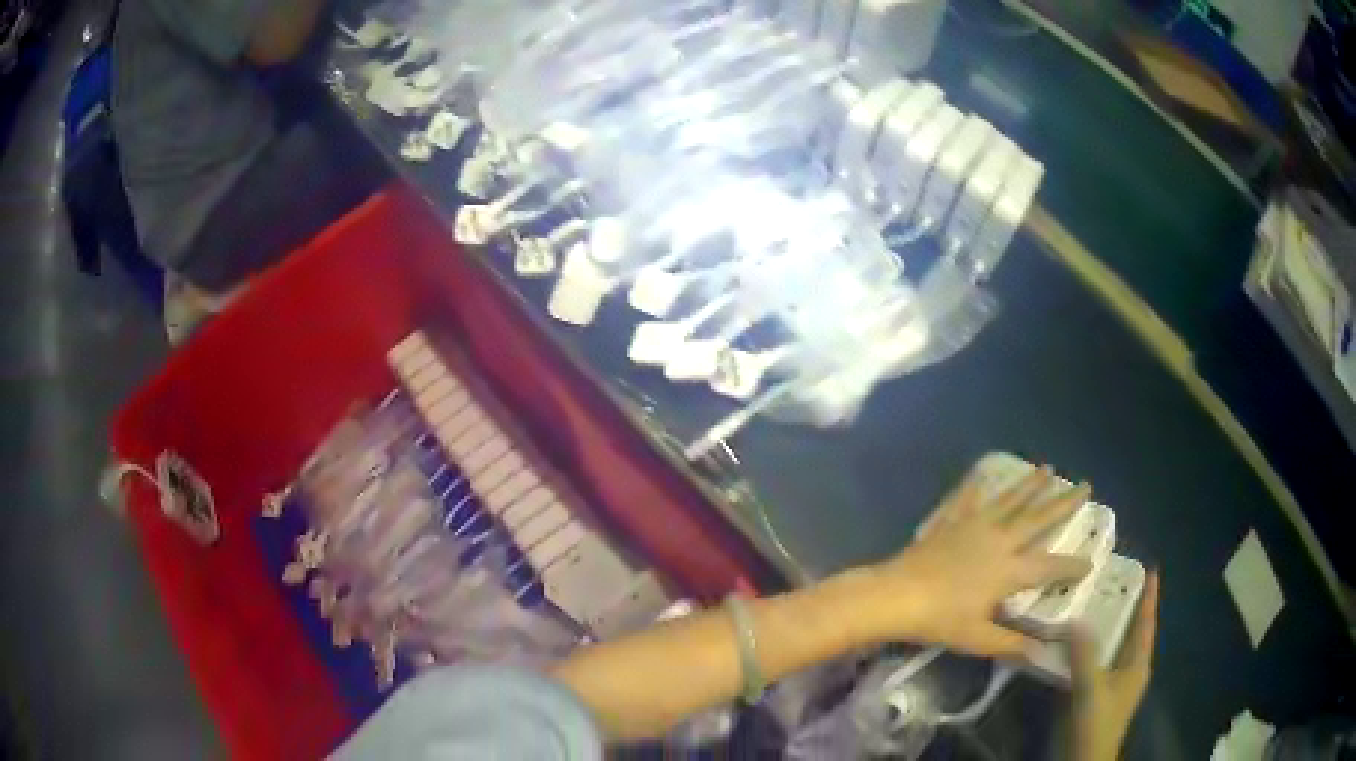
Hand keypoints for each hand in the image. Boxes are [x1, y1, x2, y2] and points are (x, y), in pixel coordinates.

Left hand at [850, 467, 1093, 657]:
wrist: (896, 595)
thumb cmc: (939, 620)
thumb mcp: (978, 638)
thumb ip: (1012, 644)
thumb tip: (1042, 654)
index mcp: (1009, 571)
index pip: (1049, 568)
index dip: (1071, 566)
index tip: (1091, 561)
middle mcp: (999, 541)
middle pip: (1038, 518)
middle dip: (1064, 503)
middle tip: (1085, 485)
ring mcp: (974, 526)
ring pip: (1009, 500)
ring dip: (1030, 484)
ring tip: (1047, 467)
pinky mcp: (950, 521)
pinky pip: (966, 499)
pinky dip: (975, 485)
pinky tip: (980, 472)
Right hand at [1071, 571, 1158, 760]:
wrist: (1084, 759)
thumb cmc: (1097, 722)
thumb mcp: (1092, 687)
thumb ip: (1085, 654)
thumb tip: (1076, 619)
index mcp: (1137, 663)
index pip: (1146, 623)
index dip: (1149, 597)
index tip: (1150, 569)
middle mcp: (1130, 669)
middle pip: (1131, 632)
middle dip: (1125, 607)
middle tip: (1112, 580)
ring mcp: (1113, 684)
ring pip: (1112, 647)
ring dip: (1104, 628)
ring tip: (1091, 604)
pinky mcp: (1097, 695)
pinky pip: (1096, 663)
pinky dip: (1088, 649)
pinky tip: (1072, 643)